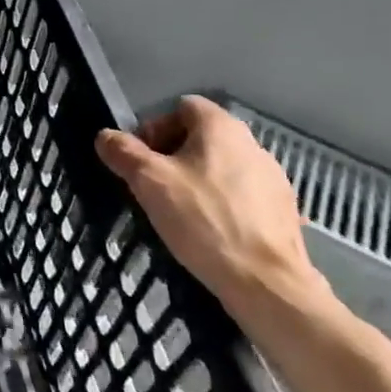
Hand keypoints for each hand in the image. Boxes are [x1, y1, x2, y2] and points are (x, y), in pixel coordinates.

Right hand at [96, 96, 331, 326]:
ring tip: (182, 214)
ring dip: (199, 181)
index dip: (155, 129)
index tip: (141, 161)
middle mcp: (252, 143)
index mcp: (221, 127)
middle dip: (173, 157)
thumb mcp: (148, 182)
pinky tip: (212, 233)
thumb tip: (105, 137)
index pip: (181, 108)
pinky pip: (243, 196)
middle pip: (201, 138)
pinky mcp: (284, 211)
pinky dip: (224, 206)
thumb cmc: (203, 220)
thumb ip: (123, 152)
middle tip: (155, 188)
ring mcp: (274, 178)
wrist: (266, 283)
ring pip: (222, 168)